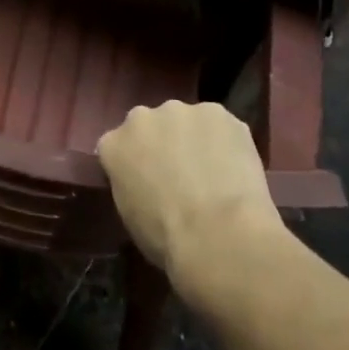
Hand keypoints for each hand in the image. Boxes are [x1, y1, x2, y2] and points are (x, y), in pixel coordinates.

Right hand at [97, 101, 285, 297]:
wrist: (218, 233)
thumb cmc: (166, 237)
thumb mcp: (130, 214)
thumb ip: (131, 184)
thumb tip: (147, 183)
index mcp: (112, 144)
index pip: (118, 147)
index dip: (136, 164)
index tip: (149, 183)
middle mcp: (139, 118)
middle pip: (150, 126)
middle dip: (163, 143)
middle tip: (181, 175)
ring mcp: (180, 111)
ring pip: (187, 122)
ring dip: (194, 139)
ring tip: (214, 172)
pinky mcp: (218, 112)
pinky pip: (220, 126)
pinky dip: (226, 141)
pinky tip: (236, 168)